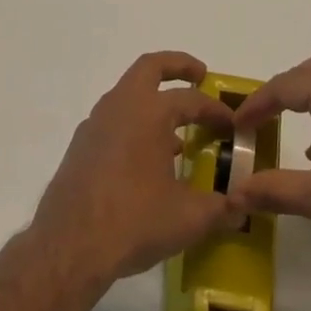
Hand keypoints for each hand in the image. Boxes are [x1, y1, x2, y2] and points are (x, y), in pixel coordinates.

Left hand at [29, 52, 236, 293]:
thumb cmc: (134, 220)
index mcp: (149, 111)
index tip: (232, 124)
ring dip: (154, 101)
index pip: (191, 99)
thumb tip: (240, 208)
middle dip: (177, 66)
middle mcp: (121, 105)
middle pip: (151, 67)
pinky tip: (146, 161)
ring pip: (129, 93)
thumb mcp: (188, 218)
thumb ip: (219, 209)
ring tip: (178, 133)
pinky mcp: (82, 144)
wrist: (70, 244)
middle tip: (199, 76)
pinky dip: (135, 125)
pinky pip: (115, 120)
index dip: (215, 109)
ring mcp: (96, 122)